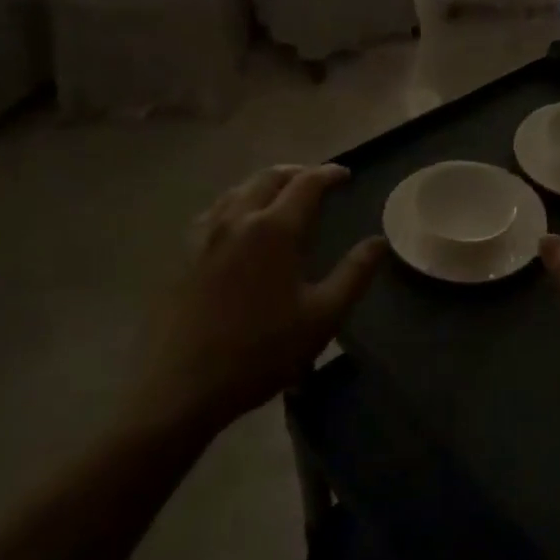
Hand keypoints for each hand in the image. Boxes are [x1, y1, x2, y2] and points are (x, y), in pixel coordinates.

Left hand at [122, 164, 385, 442]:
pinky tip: (239, 223)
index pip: (307, 184)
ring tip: (281, 195)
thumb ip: (354, 274)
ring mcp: (205, 236)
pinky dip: (237, 202)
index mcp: (275, 229)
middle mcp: (238, 219)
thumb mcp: (322, 316)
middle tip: (316, 180)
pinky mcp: (182, 255)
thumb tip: (379, 242)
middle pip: (269, 178)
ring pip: (238, 190)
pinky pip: (215, 211)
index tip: (345, 175)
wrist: (181, 387)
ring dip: (265, 184)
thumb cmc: (261, 352)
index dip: (329, 174)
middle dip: (297, 172)